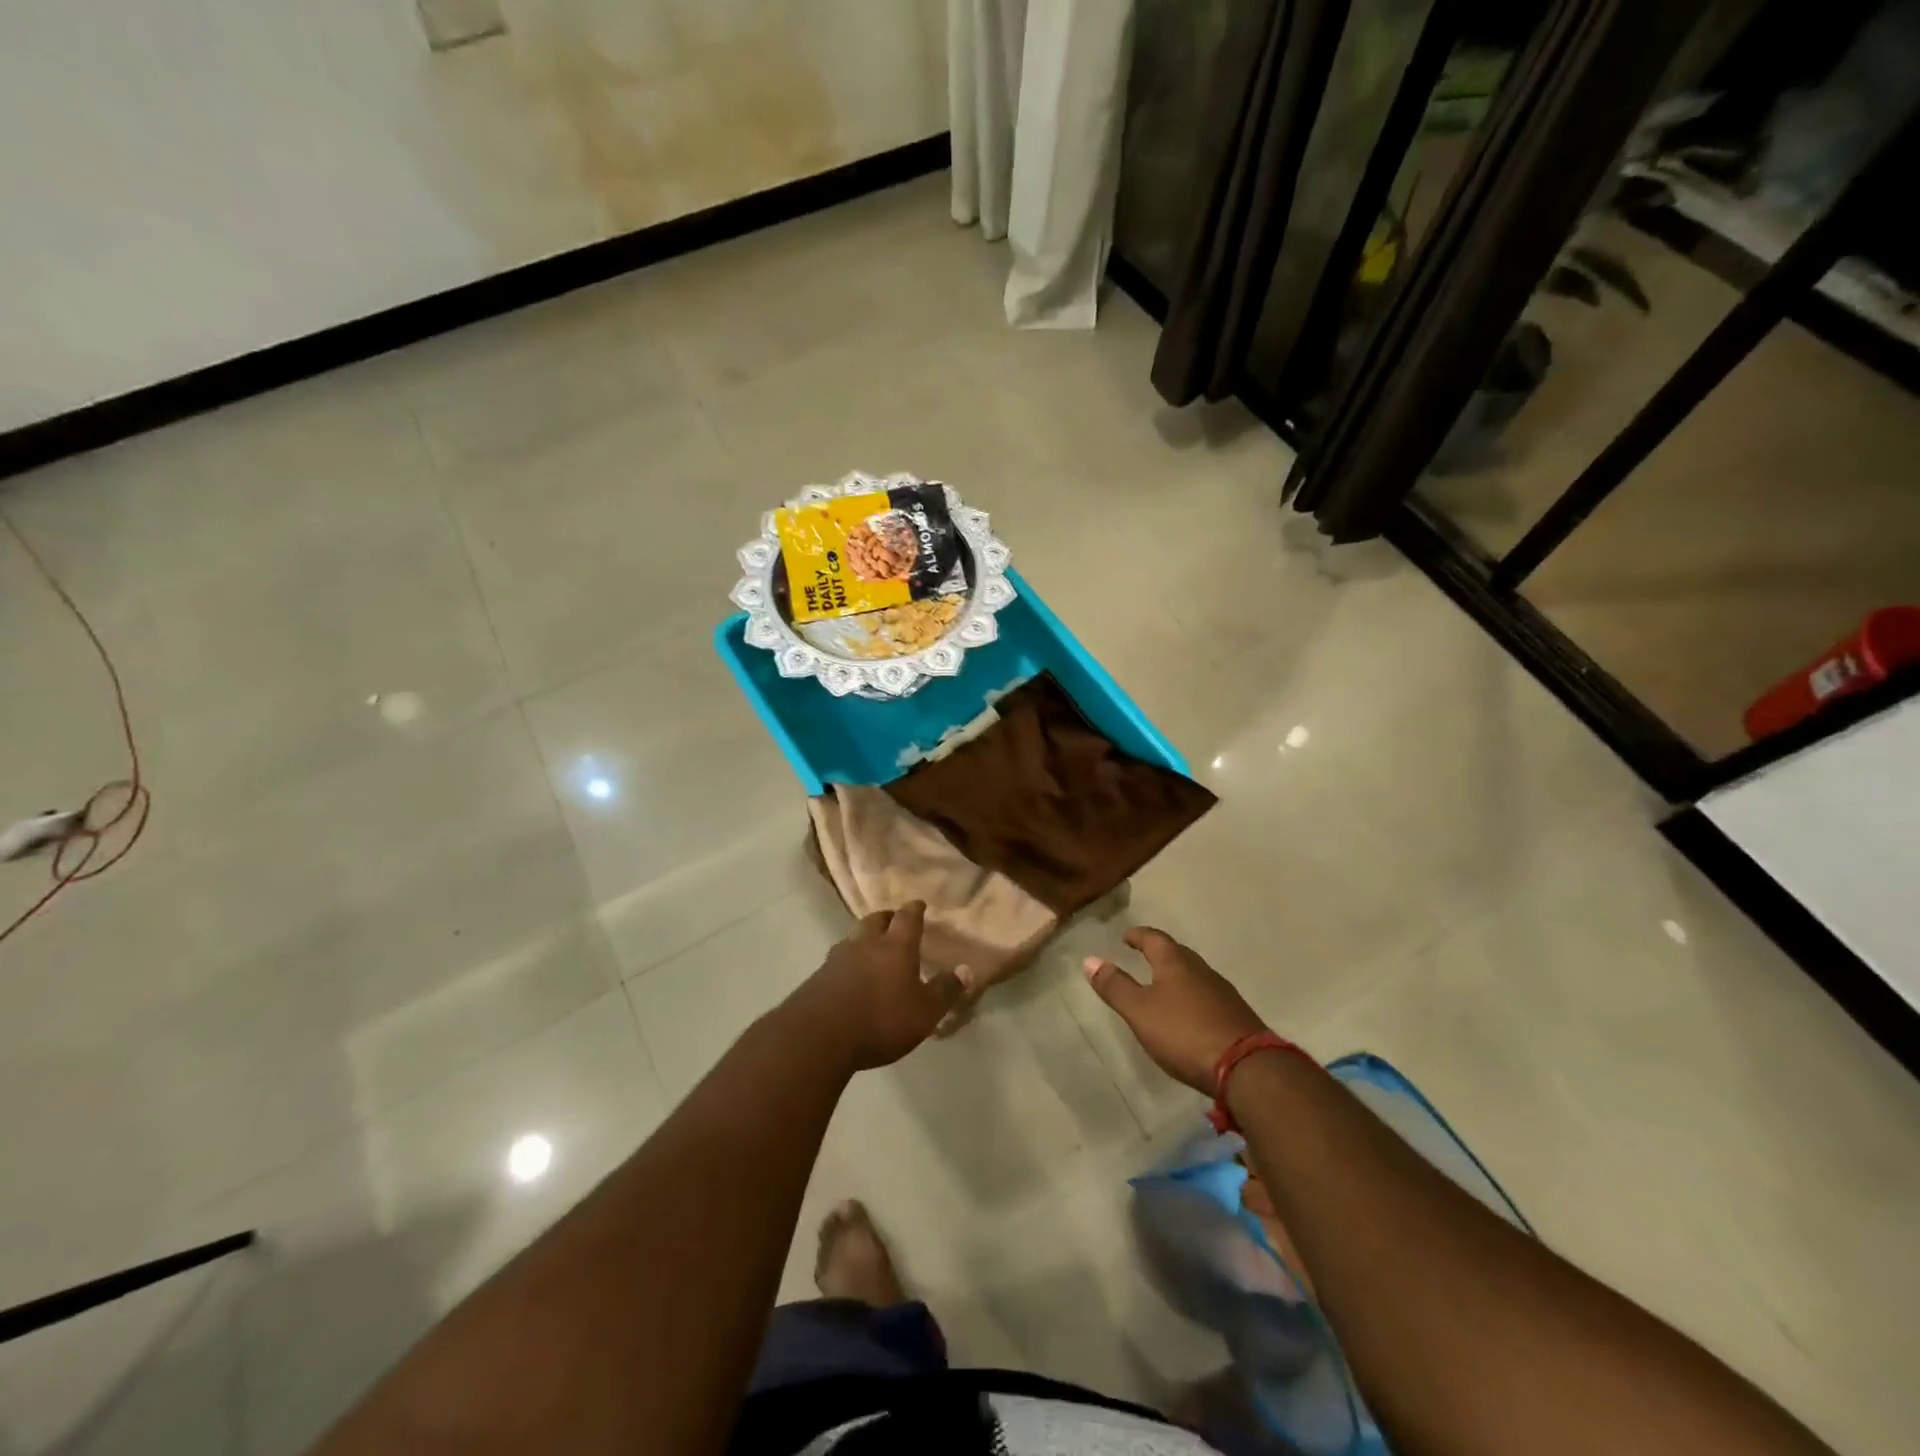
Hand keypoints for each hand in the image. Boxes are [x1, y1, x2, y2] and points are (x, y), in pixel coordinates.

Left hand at [786, 902, 962, 1072]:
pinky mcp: (818, 977)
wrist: (819, 1036)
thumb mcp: (924, 1012)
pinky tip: (849, 975)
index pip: (907, 918)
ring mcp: (838, 958)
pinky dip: (847, 961)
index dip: (914, 909)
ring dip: (864, 938)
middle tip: (894, 921)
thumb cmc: (881, 1020)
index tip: (918, 903)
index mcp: (896, 947)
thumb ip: (945, 991)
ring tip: (871, 947)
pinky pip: (837, 960)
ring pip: (853, 937)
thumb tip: (966, 970)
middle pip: (875, 920)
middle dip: (887, 918)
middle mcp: (866, 944)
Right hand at [1084, 927, 1267, 1093]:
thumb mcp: (1140, 1012)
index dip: (1138, 935)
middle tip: (1144, 955)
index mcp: (1176, 963)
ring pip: (1195, 974)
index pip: (1154, 938)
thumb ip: (1115, 987)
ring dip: (1178, 975)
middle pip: (1178, 953)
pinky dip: (1194, 996)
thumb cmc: (1185, 1033)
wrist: (1247, 1068)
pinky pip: (1208, 995)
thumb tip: (1090, 959)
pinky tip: (1190, 1013)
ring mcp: (1223, 993)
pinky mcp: (1237, 1016)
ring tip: (1164, 985)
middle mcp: (1201, 970)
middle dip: (1160, 952)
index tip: (1127, 937)